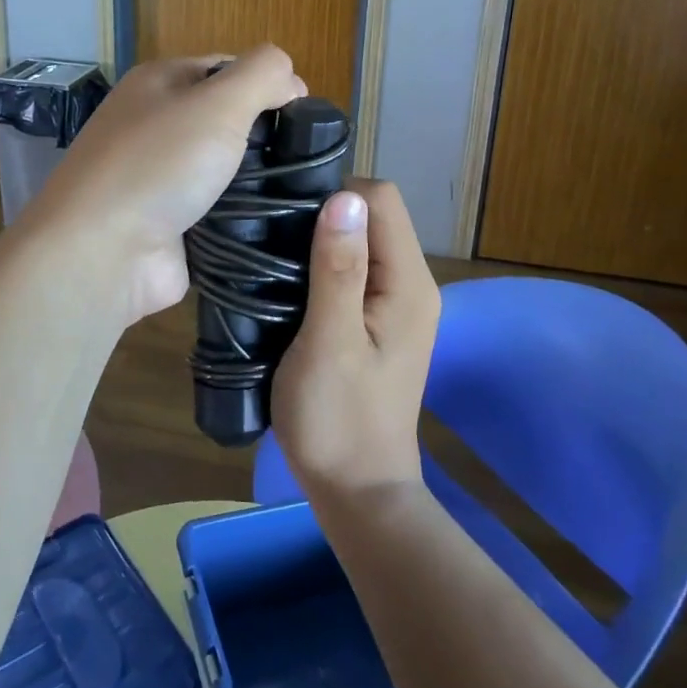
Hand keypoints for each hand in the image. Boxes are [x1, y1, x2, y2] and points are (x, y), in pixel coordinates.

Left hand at [21, 45, 304, 322]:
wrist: (102, 252)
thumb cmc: (158, 164)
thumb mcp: (218, 102)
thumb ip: (262, 74)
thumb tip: (290, 79)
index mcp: (159, 83)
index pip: (226, 68)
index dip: (269, 84)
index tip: (305, 115)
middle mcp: (154, 124)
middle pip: (226, 119)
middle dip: (265, 136)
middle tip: (303, 159)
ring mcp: (159, 176)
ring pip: (225, 168)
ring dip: (257, 180)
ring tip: (298, 192)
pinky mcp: (169, 222)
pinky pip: (217, 210)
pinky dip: (241, 216)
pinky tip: (274, 222)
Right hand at [272, 180, 440, 503]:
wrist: (356, 492)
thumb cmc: (338, 419)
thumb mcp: (330, 342)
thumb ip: (339, 269)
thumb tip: (344, 197)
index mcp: (409, 283)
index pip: (381, 200)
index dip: (336, 195)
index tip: (289, 217)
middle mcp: (411, 284)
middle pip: (373, 216)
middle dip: (325, 215)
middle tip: (274, 237)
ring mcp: (396, 304)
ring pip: (360, 241)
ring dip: (320, 240)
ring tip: (275, 256)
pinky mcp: (377, 321)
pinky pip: (353, 269)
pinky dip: (323, 264)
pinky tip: (291, 282)